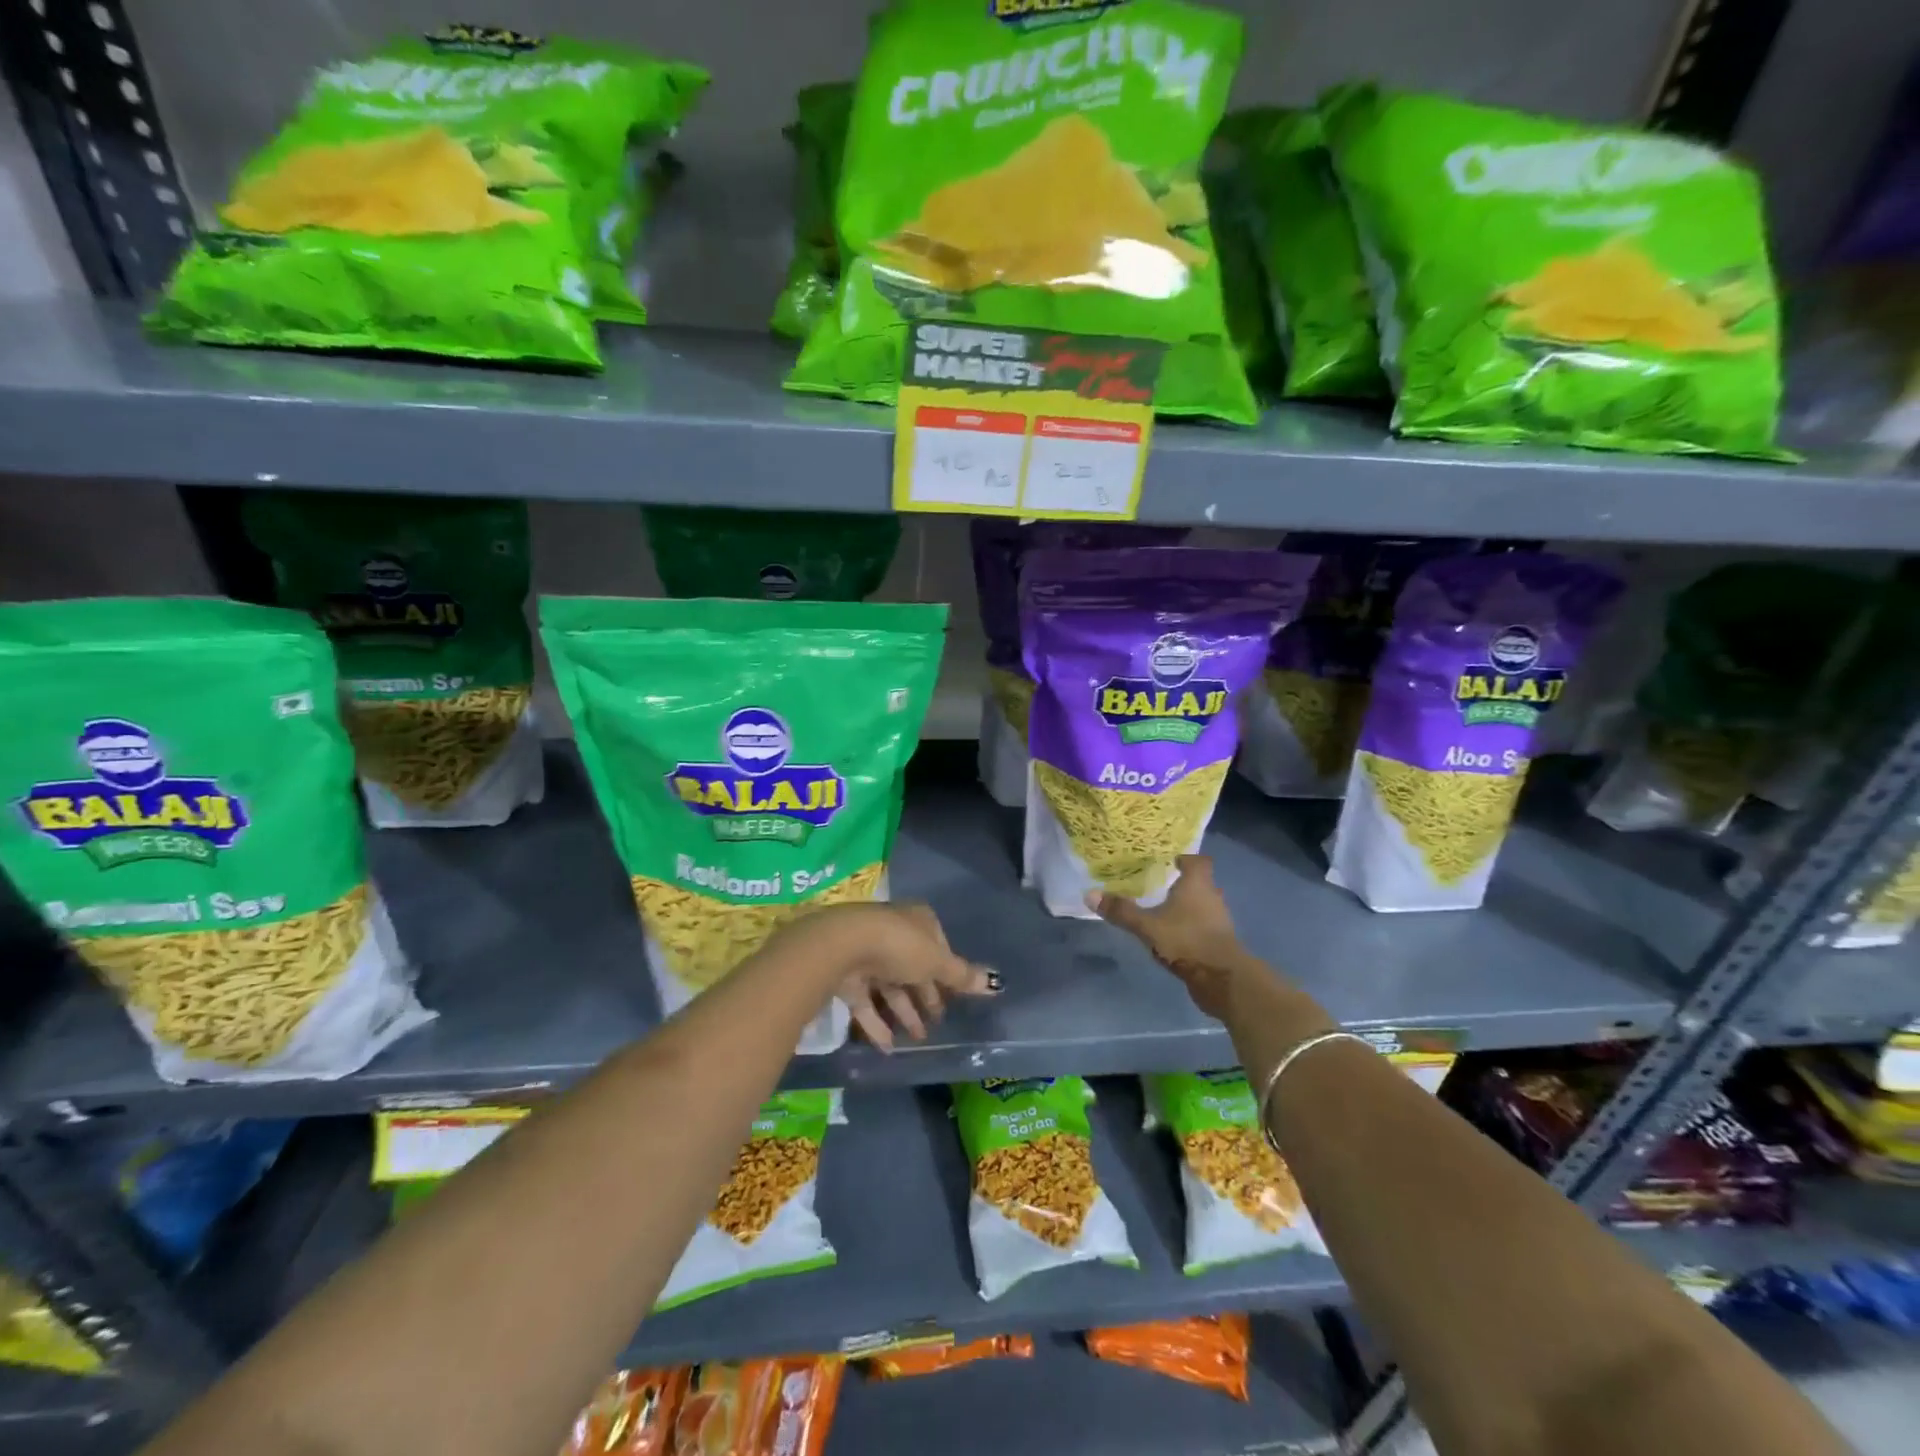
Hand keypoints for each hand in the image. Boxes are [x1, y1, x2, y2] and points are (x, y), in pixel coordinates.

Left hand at [775, 901, 997, 1050]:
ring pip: (890, 986)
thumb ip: (961, 976)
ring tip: (918, 1040)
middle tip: (938, 1023)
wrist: (842, 947)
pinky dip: (877, 1023)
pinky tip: (888, 1047)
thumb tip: (996, 983)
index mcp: (918, 921)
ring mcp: (868, 954)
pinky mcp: (847, 976)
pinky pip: (866, 1002)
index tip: (954, 996)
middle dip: (926, 995)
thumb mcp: (937, 962)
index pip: (938, 945)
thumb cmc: (899, 946)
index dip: (947, 971)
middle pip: (914, 967)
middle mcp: (893, 934)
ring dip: (904, 1013)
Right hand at [1089, 855, 1248, 1019]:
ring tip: (1164, 910)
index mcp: (1197, 885)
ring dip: (1188, 907)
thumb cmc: (1186, 941)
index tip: (1169, 861)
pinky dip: (1191, 927)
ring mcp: (1219, 921)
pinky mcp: (1220, 943)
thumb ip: (1122, 911)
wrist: (1223, 979)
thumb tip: (1090, 894)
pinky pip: (1204, 926)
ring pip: (1203, 906)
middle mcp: (1212, 897)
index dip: (1185, 858)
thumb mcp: (1147, 926)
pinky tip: (1174, 935)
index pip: (1198, 861)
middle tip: (1159, 884)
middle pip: (1200, 883)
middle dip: (1182, 883)